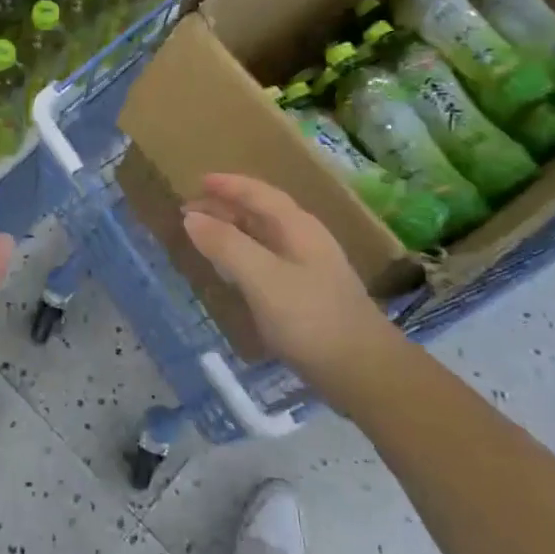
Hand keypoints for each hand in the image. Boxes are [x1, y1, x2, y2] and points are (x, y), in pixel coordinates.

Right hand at [181, 173, 401, 412]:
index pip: (259, 194)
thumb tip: (192, 217)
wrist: (364, 372)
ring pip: (265, 237)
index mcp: (297, 228)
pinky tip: (234, 273)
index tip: (198, 181)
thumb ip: (226, 245)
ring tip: (205, 236)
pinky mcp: (308, 296)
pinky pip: (268, 261)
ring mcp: (310, 269)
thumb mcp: (263, 278)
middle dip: (226, 207)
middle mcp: (306, 241)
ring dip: (234, 231)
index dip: (229, 185)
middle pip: (262, 213)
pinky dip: (244, 256)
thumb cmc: (311, 319)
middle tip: (190, 212)